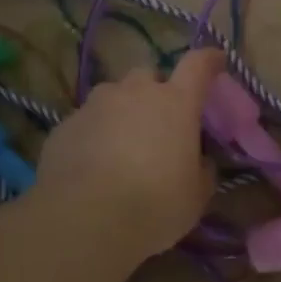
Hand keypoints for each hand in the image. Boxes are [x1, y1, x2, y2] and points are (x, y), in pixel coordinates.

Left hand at [34, 48, 225, 266]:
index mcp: (175, 103)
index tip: (216, 61)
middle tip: (159, 122)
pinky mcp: (64, 125)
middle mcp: (134, 93)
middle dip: (156, 91)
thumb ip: (202, 171)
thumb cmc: (153, 206)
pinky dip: (95, 134)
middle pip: (149, 76)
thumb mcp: (195, 197)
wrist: (83, 220)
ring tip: (122, 145)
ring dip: (122, 111)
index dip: (208, 60)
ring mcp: (95, 105)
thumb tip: (201, 161)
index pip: (198, 65)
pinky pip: (87, 122)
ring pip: (113, 96)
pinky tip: (93, 164)